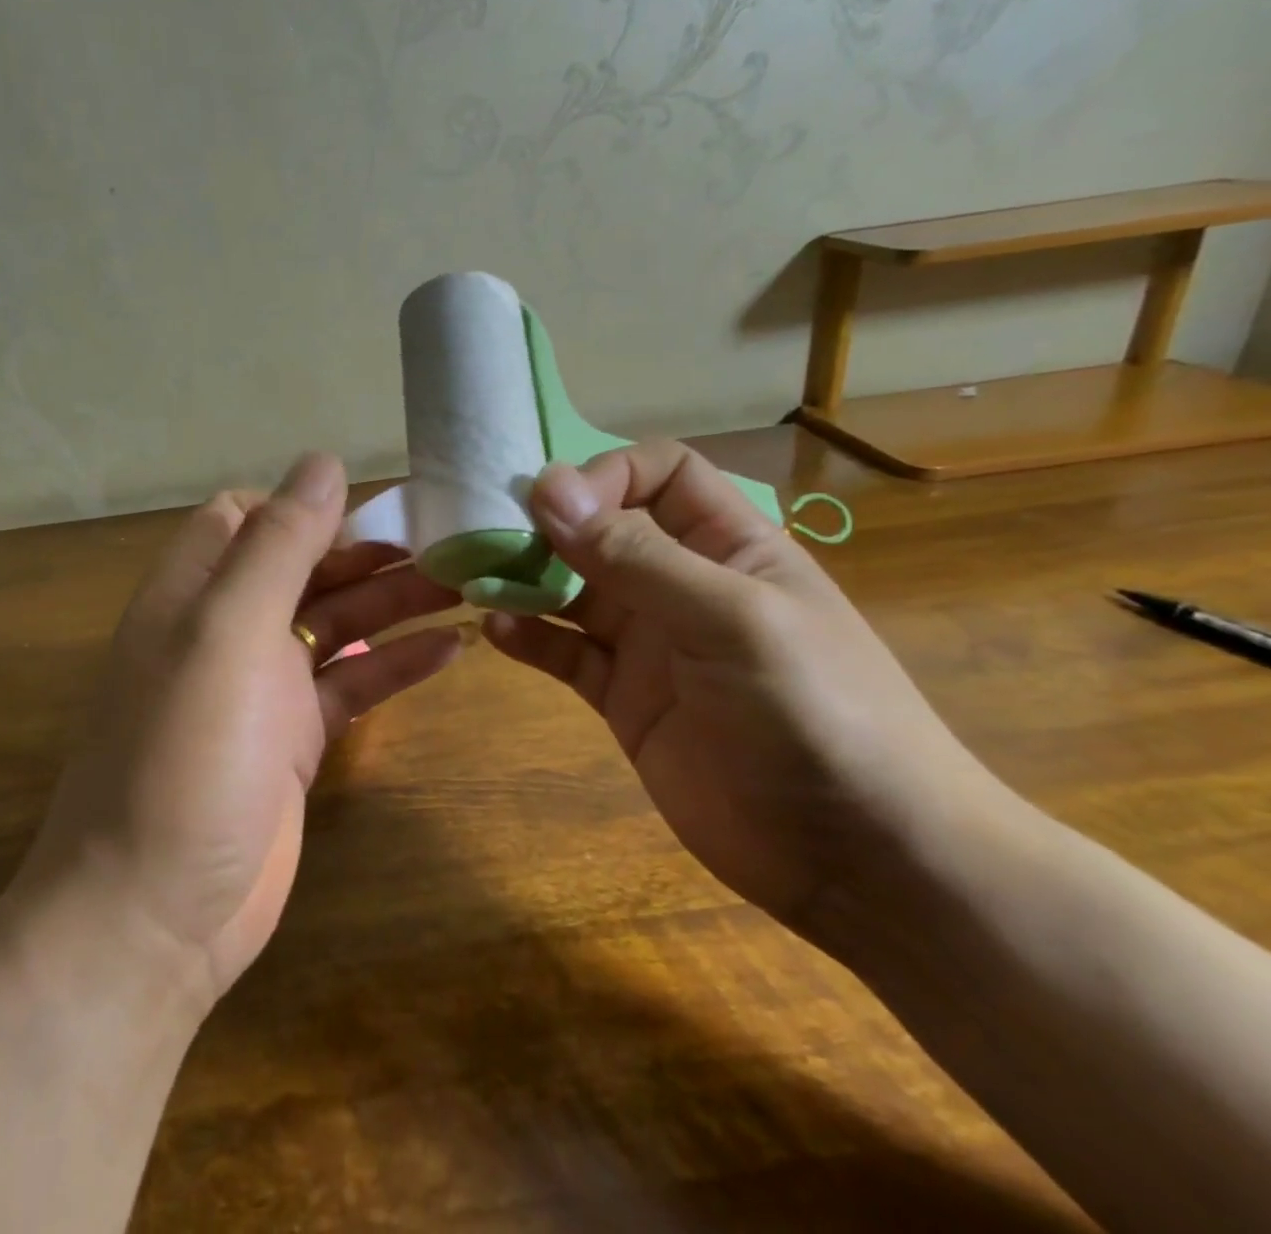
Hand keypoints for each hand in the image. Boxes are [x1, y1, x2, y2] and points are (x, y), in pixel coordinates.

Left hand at [17, 453, 463, 1005]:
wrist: (155, 914)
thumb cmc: (184, 757)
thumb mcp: (227, 632)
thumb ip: (277, 545)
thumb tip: (324, 462)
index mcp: (195, 592)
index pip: (245, 517)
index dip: (302, 505)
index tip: (371, 506)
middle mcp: (225, 629)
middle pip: (303, 566)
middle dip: (368, 551)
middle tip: (451, 540)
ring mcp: (261, 687)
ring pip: (335, 623)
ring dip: (394, 602)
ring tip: (467, 582)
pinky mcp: (292, 739)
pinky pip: (351, 684)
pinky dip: (395, 664)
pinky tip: (452, 650)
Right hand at [484, 440, 1005, 935]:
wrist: (859, 859)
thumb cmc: (816, 713)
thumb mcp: (730, 620)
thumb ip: (636, 556)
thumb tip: (547, 487)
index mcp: (729, 545)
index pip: (659, 474)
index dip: (605, 475)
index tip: (551, 504)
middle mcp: (683, 584)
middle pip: (603, 530)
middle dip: (546, 527)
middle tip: (484, 536)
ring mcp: (650, 643)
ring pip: (573, 590)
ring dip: (525, 579)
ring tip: (475, 579)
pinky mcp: (624, 698)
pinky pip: (566, 652)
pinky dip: (529, 637)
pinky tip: (497, 631)